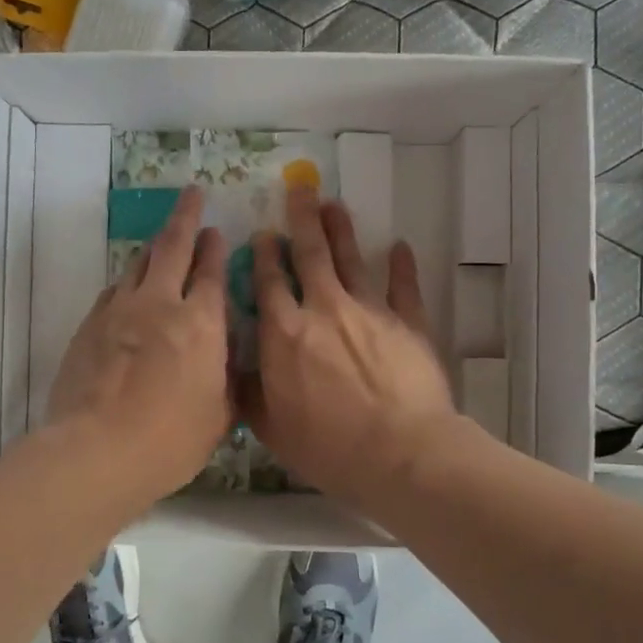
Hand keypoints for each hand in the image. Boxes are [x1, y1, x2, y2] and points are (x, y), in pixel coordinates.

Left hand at [48, 185, 230, 501]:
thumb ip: (227, 380)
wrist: (96, 451)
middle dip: (185, 217)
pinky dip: (127, 281)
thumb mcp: (219, 416)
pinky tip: (129, 286)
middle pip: (173, 247)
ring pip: (139, 263)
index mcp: (201, 324)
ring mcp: (119, 311)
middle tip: (191, 194)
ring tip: (162, 236)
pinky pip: (113, 290)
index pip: (212, 273)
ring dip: (154, 245)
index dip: (216, 249)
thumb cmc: (169, 441)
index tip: (217, 230)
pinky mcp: (89, 326)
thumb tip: (228, 361)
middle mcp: (160, 305)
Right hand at [239, 186, 455, 507]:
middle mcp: (324, 310)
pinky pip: (404, 287)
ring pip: (352, 260)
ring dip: (341, 231)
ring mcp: (370, 312)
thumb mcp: (272, 428)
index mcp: (285, 334)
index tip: (263, 233)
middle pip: (310, 255)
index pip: (270, 283)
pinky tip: (400, 246)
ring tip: (334, 204)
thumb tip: (233, 370)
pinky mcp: (409, 323)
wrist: (400, 454)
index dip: (264, 255)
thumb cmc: (329, 448)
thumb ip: (250, 393)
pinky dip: (402, 266)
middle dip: (302, 220)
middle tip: (300, 188)